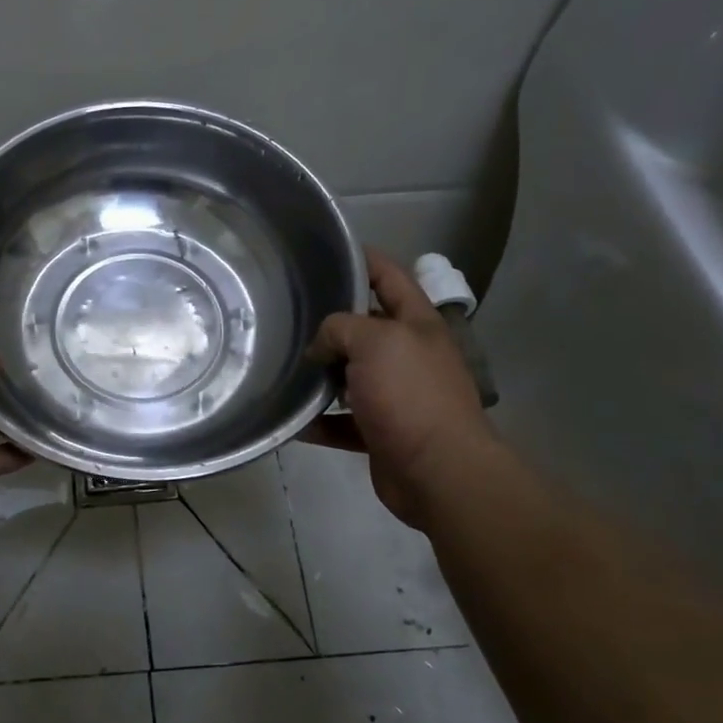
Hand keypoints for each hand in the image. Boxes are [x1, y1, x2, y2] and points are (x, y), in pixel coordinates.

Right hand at [304, 247, 500, 527]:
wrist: (438, 471)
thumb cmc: (410, 394)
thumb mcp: (374, 341)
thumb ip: (340, 328)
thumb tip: (320, 346)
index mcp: (417, 325)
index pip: (391, 277)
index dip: (364, 260)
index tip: (329, 252)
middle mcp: (409, 356)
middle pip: (366, 328)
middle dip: (331, 323)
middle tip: (290, 315)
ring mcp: (397, 396)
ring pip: (351, 376)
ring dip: (322, 375)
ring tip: (284, 366)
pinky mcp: (382, 433)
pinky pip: (343, 422)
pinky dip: (320, 421)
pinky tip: (294, 419)